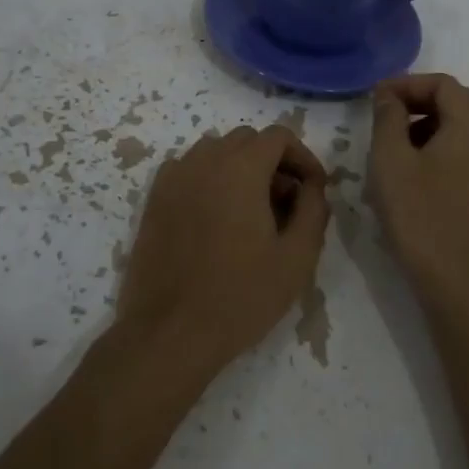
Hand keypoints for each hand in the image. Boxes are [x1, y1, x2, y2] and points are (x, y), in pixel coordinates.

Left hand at [119, 124, 329, 375]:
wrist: (170, 332)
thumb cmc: (241, 296)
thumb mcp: (297, 258)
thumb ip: (313, 210)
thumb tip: (312, 185)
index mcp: (241, 167)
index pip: (279, 136)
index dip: (302, 157)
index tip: (313, 190)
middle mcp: (205, 160)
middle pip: (247, 140)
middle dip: (273, 162)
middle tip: (285, 204)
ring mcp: (175, 177)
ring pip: (216, 151)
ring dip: (240, 167)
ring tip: (251, 211)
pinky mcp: (155, 198)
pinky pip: (189, 169)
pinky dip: (208, 178)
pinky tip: (215, 217)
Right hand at [367, 74, 468, 311]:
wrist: (458, 284)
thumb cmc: (420, 216)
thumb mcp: (391, 161)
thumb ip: (388, 118)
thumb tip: (389, 96)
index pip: (444, 84)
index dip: (407, 83)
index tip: (376, 98)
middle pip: (456, 102)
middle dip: (417, 101)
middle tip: (382, 115)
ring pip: (461, 127)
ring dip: (427, 124)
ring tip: (393, 144)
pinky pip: (466, 151)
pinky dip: (439, 146)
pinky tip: (412, 170)